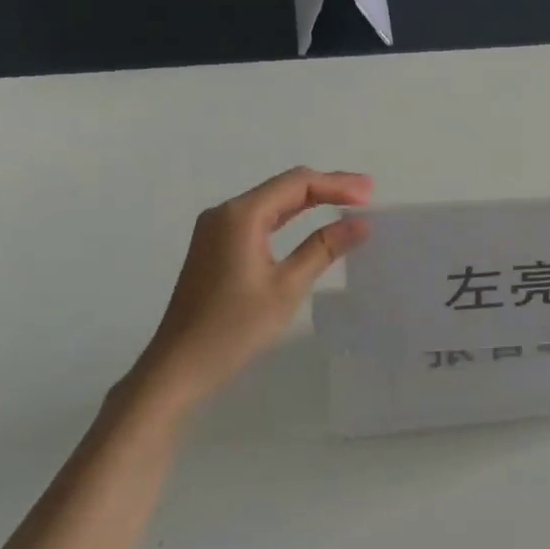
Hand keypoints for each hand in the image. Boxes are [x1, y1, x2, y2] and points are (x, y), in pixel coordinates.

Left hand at [116, 167, 371, 412]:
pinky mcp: (215, 247)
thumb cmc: (235, 328)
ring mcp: (216, 229)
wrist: (179, 365)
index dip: (337, 184)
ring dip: (309, 201)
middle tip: (366, 195)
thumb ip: (323, 248)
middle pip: (283, 187)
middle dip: (326, 188)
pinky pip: (259, 220)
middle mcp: (225, 213)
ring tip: (348, 204)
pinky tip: (310, 226)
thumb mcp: (287, 287)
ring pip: (271, 202)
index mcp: (241, 215)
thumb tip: (359, 223)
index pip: (297, 183)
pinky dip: (289, 218)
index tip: (370, 194)